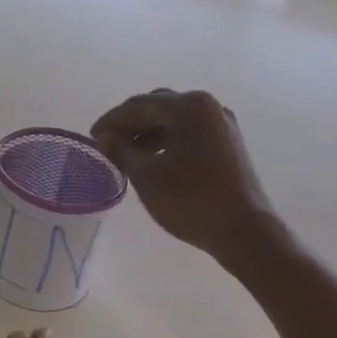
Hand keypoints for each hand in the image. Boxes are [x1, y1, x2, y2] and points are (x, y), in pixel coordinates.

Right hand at [91, 88, 277, 260]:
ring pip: (174, 119)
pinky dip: (168, 140)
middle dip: (130, 123)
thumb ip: (121, 151)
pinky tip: (154, 160)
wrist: (245, 231)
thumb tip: (105, 138)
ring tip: (127, 154)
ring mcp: (222, 124)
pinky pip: (190, 131)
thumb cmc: (190, 200)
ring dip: (148, 132)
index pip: (138, 105)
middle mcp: (207, 106)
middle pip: (158, 106)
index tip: (91, 136)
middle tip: (108, 142)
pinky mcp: (229, 142)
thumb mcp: (146, 176)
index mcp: (187, 107)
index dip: (111, 120)